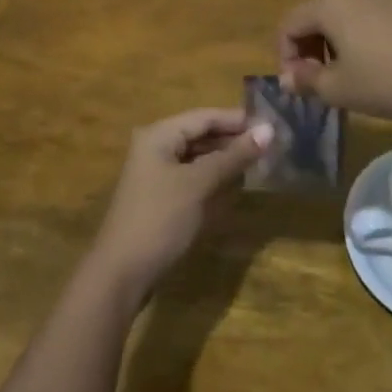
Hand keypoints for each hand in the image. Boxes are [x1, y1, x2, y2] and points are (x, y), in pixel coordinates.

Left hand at [88, 108, 272, 296]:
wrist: (121, 274)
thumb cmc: (160, 219)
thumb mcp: (198, 184)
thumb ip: (233, 156)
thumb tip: (269, 130)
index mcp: (159, 135)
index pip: (204, 116)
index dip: (237, 120)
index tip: (271, 125)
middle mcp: (155, 147)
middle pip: (200, 135)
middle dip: (233, 139)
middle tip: (269, 146)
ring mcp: (156, 174)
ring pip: (197, 157)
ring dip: (225, 160)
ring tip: (258, 163)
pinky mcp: (160, 198)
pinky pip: (192, 178)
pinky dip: (213, 179)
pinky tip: (235, 185)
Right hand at [278, 0, 391, 121]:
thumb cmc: (386, 80)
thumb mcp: (338, 89)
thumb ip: (306, 81)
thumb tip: (288, 77)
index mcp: (327, 3)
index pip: (288, 25)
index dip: (285, 57)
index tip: (297, 86)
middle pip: (314, 15)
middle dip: (308, 48)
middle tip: (317, 81)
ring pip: (342, 14)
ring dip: (333, 42)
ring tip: (346, 75)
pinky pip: (367, 16)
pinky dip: (359, 36)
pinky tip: (376, 64)